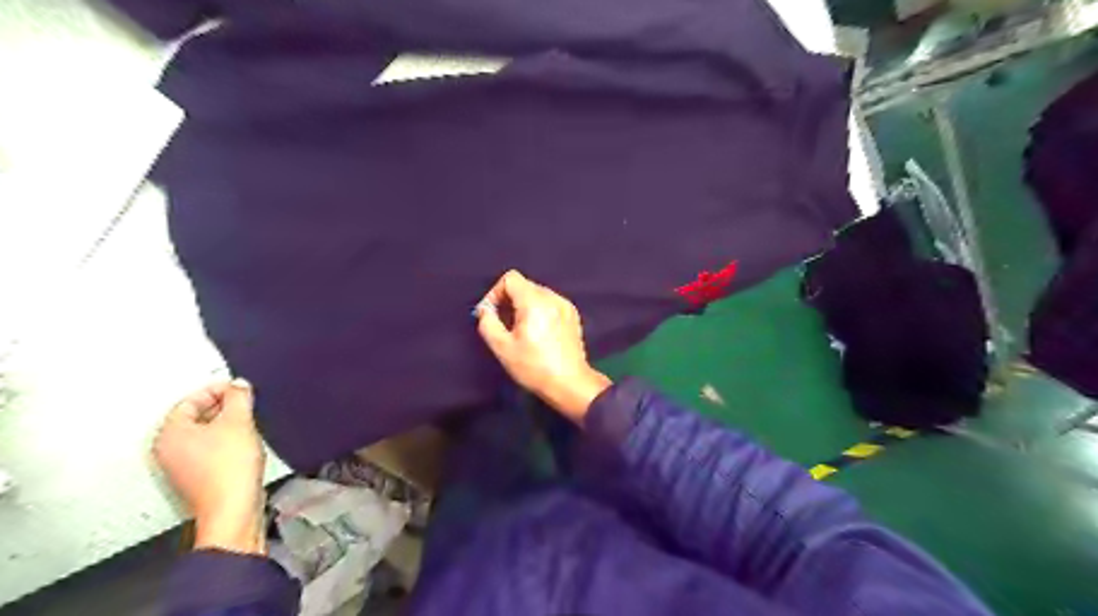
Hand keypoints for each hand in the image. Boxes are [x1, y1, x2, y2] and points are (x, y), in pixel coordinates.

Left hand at [153, 377, 263, 555]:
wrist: (233, 507)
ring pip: (202, 434)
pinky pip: (208, 451)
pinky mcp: (196, 478)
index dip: (217, 390)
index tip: (238, 388)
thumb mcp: (240, 421)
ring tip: (246, 424)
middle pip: (194, 417)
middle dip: (221, 408)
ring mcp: (180, 467)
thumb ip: (239, 397)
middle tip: (244, 403)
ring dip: (224, 426)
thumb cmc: (229, 469)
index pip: (190, 400)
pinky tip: (243, 445)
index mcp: (170, 433)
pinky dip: (224, 443)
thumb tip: (238, 386)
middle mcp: (167, 450)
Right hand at [473, 269, 608, 422]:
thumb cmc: (534, 367)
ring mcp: (565, 305)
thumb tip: (485, 310)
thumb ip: (488, 323)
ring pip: (537, 294)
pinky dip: (539, 311)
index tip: (491, 313)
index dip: (495, 293)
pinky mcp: (572, 315)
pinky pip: (550, 303)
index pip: (510, 278)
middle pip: (524, 286)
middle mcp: (552, 297)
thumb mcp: (502, 348)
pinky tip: (538, 333)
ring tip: (520, 331)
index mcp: (535, 301)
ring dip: (523, 306)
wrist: (569, 383)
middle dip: (508, 301)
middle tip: (503, 325)